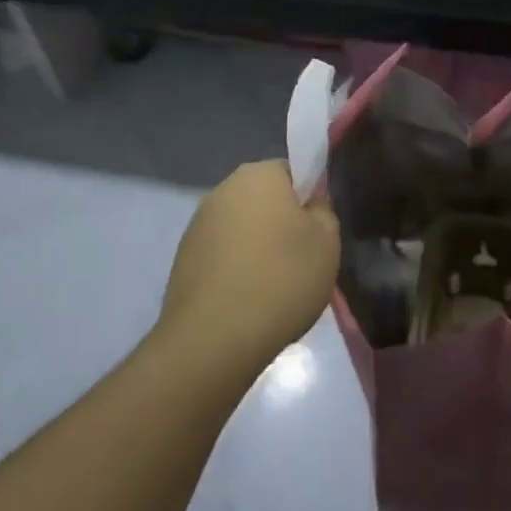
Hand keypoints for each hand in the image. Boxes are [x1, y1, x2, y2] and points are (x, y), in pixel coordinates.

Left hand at [158, 161, 340, 370]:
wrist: (214, 338)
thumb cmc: (281, 278)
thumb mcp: (327, 241)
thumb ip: (323, 211)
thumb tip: (310, 203)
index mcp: (258, 174)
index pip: (292, 171)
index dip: (309, 198)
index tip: (318, 231)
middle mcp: (223, 189)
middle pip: (264, 199)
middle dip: (282, 223)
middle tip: (302, 259)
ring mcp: (198, 224)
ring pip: (242, 227)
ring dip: (258, 246)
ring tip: (275, 286)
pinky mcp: (184, 258)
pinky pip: (222, 254)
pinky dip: (236, 269)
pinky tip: (248, 300)